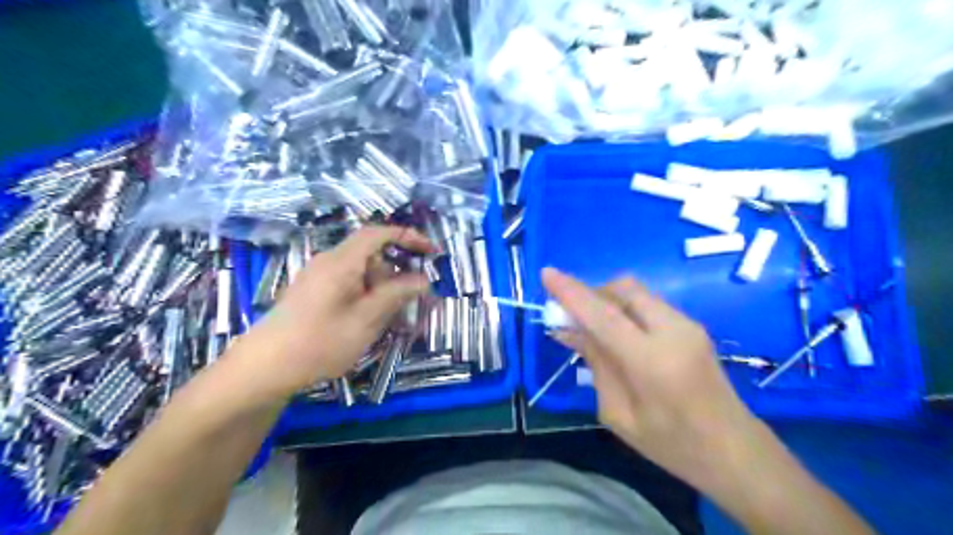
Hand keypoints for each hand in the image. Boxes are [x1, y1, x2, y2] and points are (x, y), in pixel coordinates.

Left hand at [239, 225, 434, 396]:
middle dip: (398, 272)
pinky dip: (367, 296)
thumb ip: (397, 294)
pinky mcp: (313, 293)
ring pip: (361, 273)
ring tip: (395, 318)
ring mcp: (318, 278)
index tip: (431, 251)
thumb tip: (424, 279)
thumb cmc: (320, 341)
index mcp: (341, 261)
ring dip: (383, 289)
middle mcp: (329, 262)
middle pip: (371, 255)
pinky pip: (349, 286)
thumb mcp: (366, 319)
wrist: (264, 368)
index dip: (407, 236)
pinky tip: (371, 321)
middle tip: (416, 297)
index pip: (378, 234)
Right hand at [543, 270, 760, 490]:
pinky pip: (648, 303)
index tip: (546, 273)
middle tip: (571, 315)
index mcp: (652, 361)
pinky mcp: (692, 325)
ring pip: (636, 292)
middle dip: (591, 292)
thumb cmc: (671, 445)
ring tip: (592, 326)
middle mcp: (673, 331)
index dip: (571, 292)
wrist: (735, 451)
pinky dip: (624, 308)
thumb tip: (569, 329)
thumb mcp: (618, 413)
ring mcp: (688, 324)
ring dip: (608, 300)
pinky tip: (618, 333)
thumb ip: (596, 363)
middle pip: (623, 288)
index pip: (603, 315)